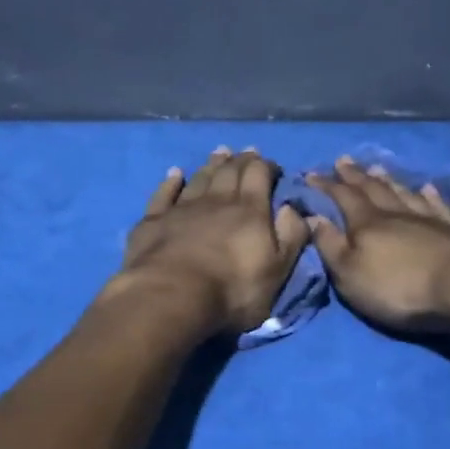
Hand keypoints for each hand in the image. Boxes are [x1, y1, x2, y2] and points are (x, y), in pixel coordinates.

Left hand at [105, 148, 309, 335]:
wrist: (171, 296)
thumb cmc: (232, 289)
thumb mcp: (277, 270)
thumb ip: (291, 236)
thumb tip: (296, 208)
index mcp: (249, 210)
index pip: (259, 175)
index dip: (266, 166)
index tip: (271, 165)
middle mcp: (217, 201)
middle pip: (229, 172)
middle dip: (240, 160)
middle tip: (245, 152)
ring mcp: (182, 208)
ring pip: (199, 179)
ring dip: (211, 165)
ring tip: (218, 154)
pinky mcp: (154, 221)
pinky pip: (164, 194)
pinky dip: (171, 182)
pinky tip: (174, 174)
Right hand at [306, 158, 449, 331]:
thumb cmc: (398, 287)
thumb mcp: (349, 274)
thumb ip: (330, 245)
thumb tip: (313, 217)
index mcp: (367, 224)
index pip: (343, 197)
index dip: (327, 186)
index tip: (312, 174)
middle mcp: (397, 214)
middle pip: (373, 189)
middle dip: (355, 176)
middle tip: (343, 161)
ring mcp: (430, 220)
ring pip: (405, 193)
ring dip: (390, 181)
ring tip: (378, 168)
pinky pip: (440, 206)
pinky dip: (431, 196)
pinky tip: (427, 188)